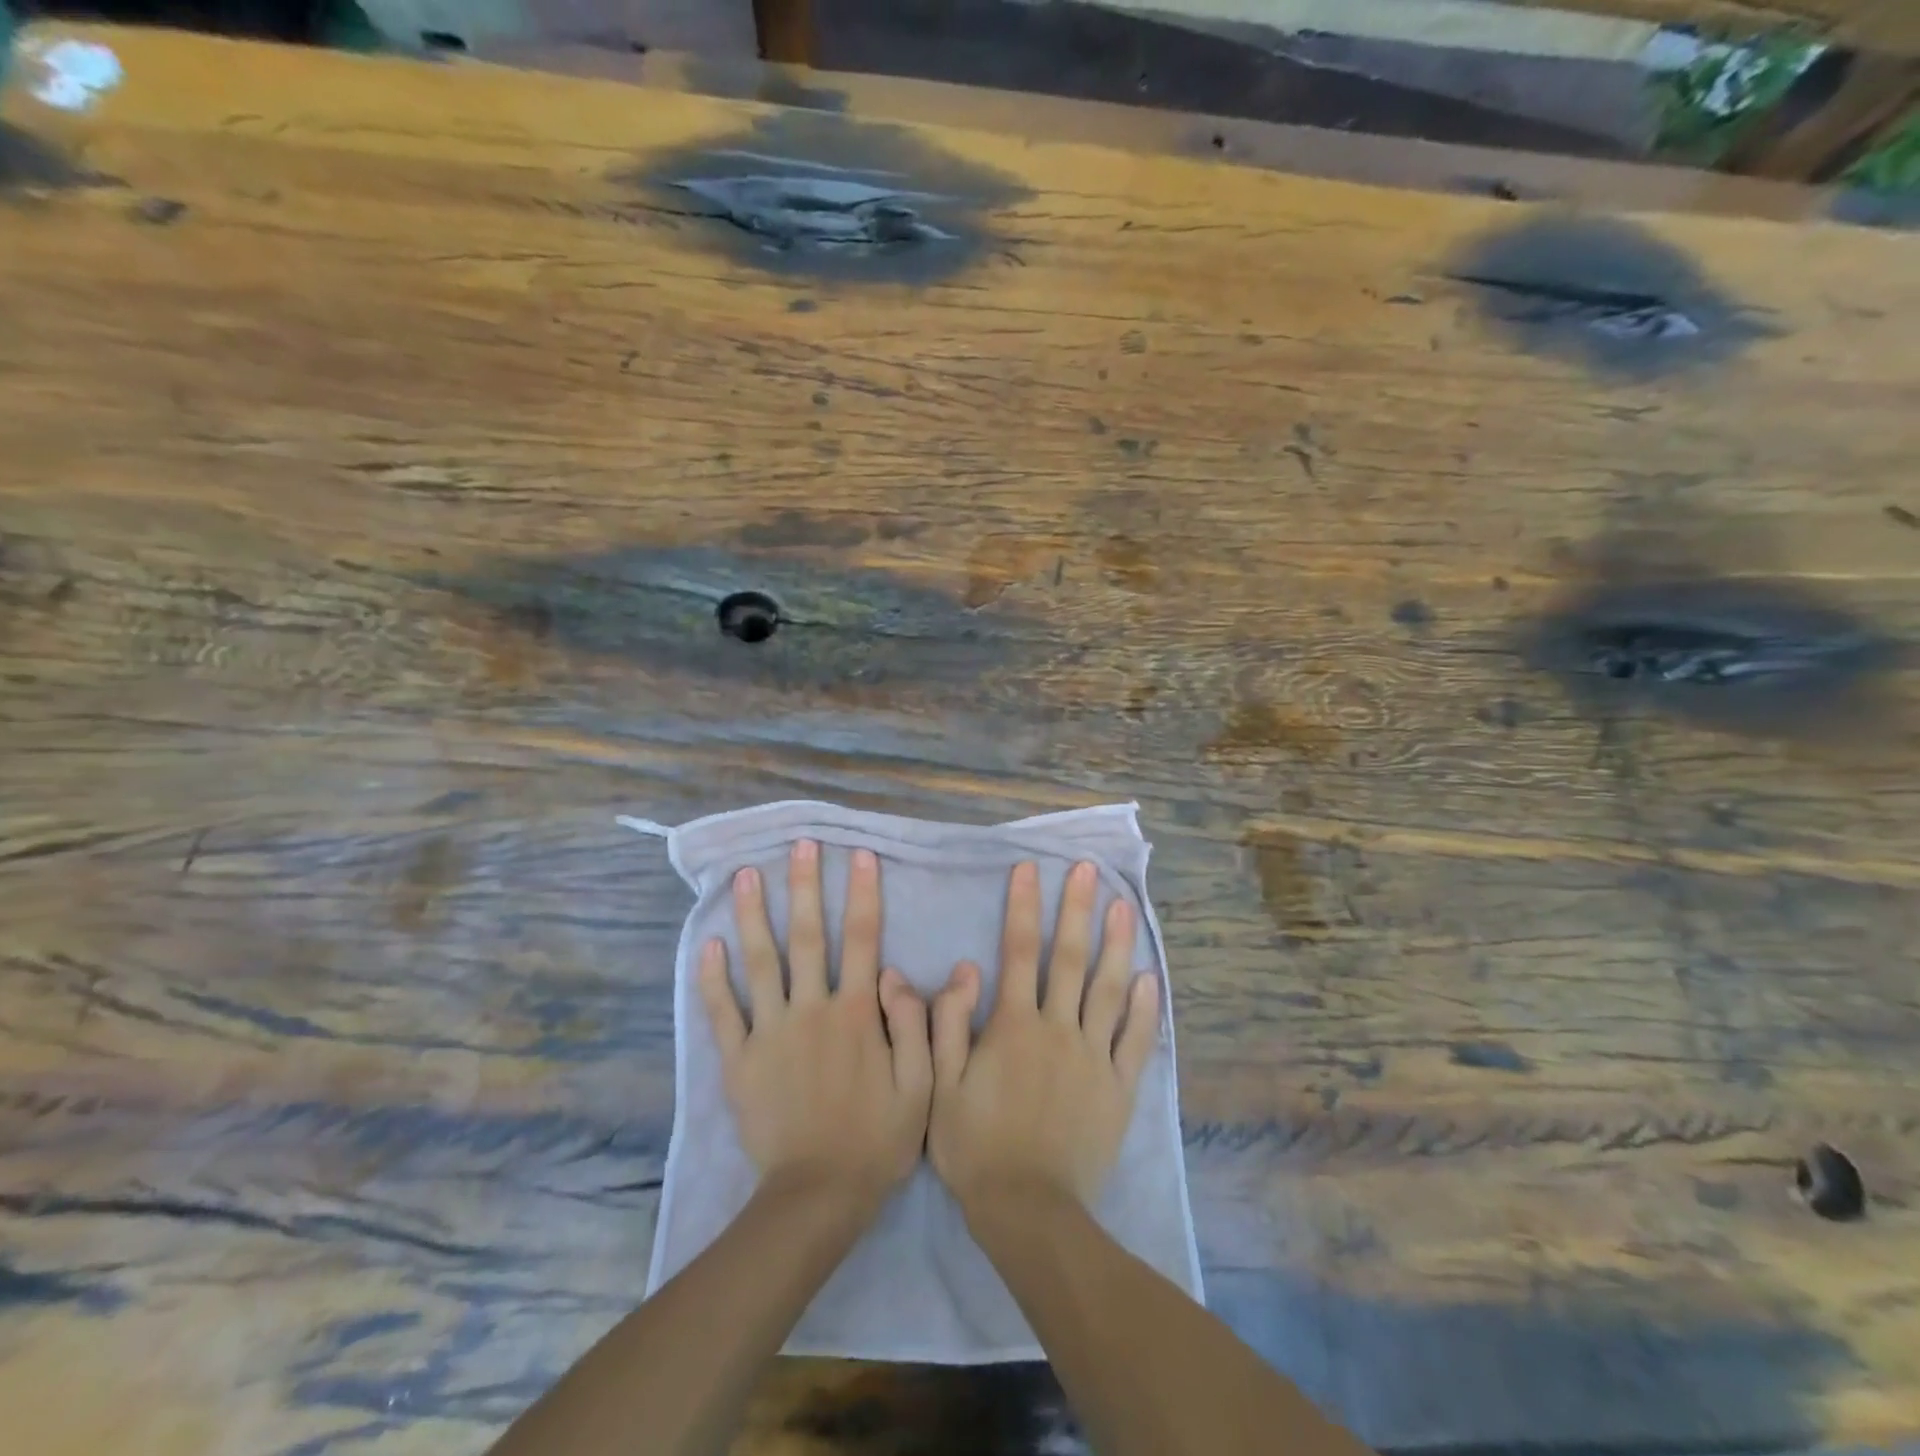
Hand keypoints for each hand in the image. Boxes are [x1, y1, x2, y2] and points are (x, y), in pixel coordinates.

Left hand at [700, 840, 933, 1213]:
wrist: (817, 1197)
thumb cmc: (877, 1140)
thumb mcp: (920, 1086)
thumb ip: (914, 1024)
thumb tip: (896, 970)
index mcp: (856, 1013)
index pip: (861, 939)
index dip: (862, 893)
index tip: (859, 855)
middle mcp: (811, 1010)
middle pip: (806, 937)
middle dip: (804, 886)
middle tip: (799, 845)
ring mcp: (770, 1033)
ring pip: (760, 963)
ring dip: (753, 916)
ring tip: (745, 876)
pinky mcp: (739, 1061)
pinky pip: (723, 1013)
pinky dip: (713, 980)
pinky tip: (708, 946)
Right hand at [928, 860, 1160, 1213]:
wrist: (1028, 1211)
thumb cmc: (975, 1146)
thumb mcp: (940, 1085)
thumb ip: (948, 1023)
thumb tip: (964, 967)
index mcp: (1013, 1025)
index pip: (1017, 951)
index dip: (1023, 906)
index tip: (1030, 868)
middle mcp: (1057, 1029)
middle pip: (1068, 958)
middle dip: (1076, 909)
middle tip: (1090, 870)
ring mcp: (1093, 1057)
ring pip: (1107, 989)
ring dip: (1116, 944)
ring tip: (1124, 906)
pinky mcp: (1118, 1088)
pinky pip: (1135, 1040)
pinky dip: (1143, 1007)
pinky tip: (1149, 977)